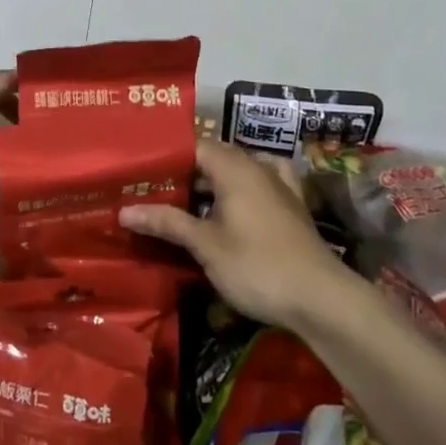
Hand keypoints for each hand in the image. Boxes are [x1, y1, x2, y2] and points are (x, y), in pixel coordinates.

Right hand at [119, 139, 345, 327]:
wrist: (321, 299)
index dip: (166, 156)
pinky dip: (241, 190)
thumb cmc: (257, 266)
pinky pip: (259, 185)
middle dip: (185, 171)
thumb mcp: (206, 246)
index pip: (193, 145)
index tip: (140, 170)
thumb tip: (124, 210)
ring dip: (211, 182)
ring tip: (183, 200)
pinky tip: (233, 205)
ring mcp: (279, 186)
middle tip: (152, 189)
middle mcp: (257, 166)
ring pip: (237, 171)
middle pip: (214, 156)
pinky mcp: (292, 207)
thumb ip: (167, 222)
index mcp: (234, 167)